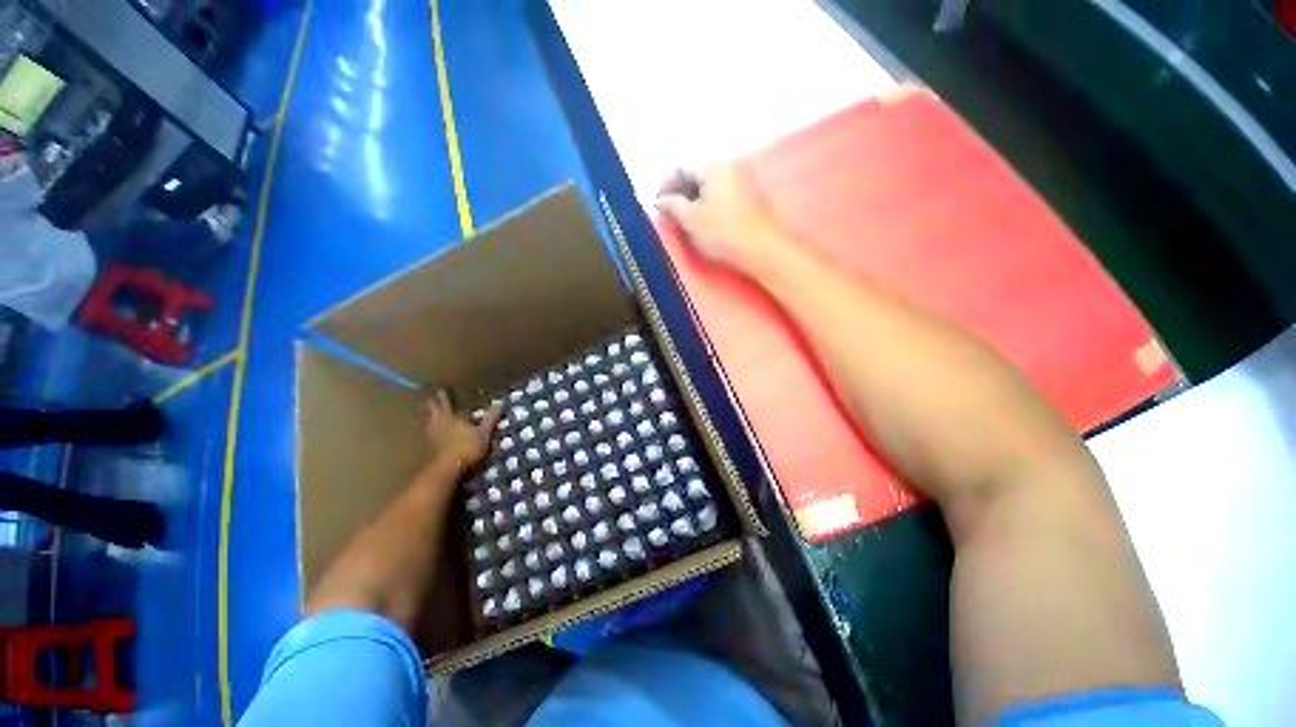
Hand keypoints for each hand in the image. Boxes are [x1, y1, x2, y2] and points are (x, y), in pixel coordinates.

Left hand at [424, 390, 500, 468]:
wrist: (448, 469)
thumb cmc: (467, 447)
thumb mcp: (484, 432)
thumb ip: (490, 418)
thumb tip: (499, 402)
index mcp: (451, 417)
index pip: (445, 403)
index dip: (443, 396)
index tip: (440, 389)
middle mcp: (439, 424)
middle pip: (433, 411)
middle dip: (432, 405)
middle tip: (430, 399)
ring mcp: (432, 436)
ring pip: (429, 422)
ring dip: (429, 417)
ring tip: (430, 414)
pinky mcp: (430, 448)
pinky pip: (429, 434)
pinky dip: (430, 431)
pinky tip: (432, 433)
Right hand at [655, 163, 785, 273]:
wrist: (763, 250)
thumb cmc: (723, 233)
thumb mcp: (691, 220)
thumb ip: (672, 206)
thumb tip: (660, 200)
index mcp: (714, 167)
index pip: (682, 167)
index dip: (666, 184)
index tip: (657, 202)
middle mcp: (731, 165)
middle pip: (699, 172)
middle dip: (681, 190)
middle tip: (670, 210)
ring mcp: (745, 180)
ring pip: (712, 183)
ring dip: (695, 196)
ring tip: (685, 217)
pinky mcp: (752, 197)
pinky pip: (724, 192)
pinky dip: (710, 201)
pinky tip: (706, 218)